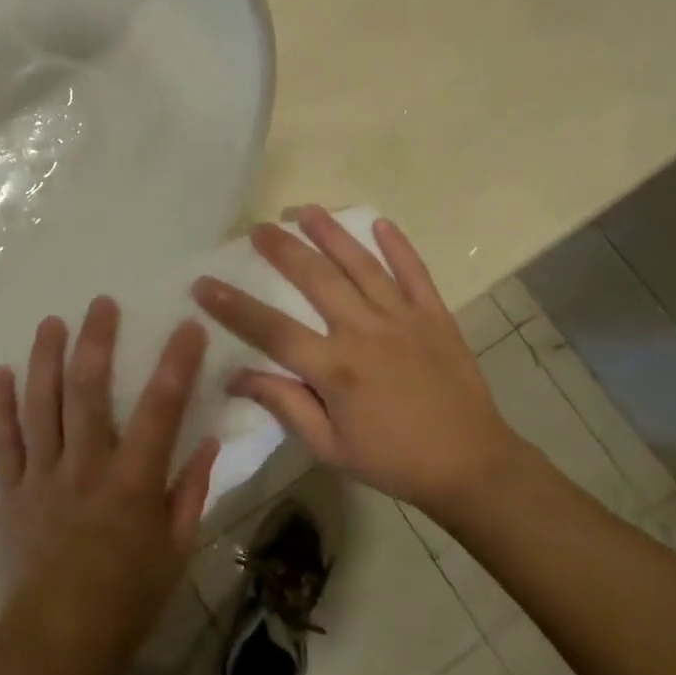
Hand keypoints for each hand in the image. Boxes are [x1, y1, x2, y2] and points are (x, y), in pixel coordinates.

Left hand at [0, 297, 220, 672]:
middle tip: (101, 304)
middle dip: (96, 341)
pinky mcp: (11, 491)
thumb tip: (207, 441)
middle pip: (88, 391)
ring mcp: (42, 476)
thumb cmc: (127, 600)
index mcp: (132, 483)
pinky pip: (2, 441)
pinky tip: (0, 372)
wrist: (55, 644)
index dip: (176, 363)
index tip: (187, 326)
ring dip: (45, 359)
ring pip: (41, 405)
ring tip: (51, 323)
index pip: (160, 410)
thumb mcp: (176, 551)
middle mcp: (85, 467)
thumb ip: (191, 492)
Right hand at [192, 208, 524, 517]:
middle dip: (282, 249)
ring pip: (361, 265)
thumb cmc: (393, 460)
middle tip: (257, 227)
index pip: (272, 330)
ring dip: (331, 233)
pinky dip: (398, 246)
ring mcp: (403, 318)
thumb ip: (285, 405)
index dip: (233, 306)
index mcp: (335, 368)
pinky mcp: (435, 315)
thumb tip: (236, 377)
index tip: (203, 283)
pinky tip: (380, 222)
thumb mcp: (329, 447)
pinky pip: (415, 272)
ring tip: (304, 210)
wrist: (472, 465)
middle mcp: (365, 332)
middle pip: (315, 279)